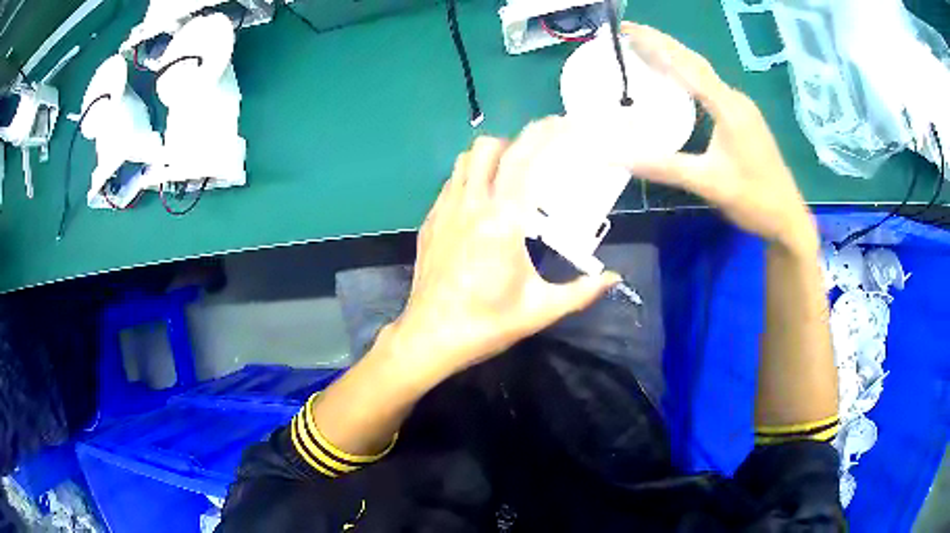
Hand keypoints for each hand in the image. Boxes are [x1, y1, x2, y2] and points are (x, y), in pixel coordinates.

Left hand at [389, 118, 619, 380]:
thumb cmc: (487, 324)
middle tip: (535, 161)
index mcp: (502, 221)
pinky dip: (469, 180)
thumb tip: (614, 279)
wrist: (430, 337)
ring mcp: (444, 211)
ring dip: (488, 158)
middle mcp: (470, 205)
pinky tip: (480, 204)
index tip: (559, 124)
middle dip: (514, 143)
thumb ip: (582, 291)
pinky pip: (451, 184)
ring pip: (464, 161)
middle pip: (487, 148)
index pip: (523, 160)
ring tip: (507, 177)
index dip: (542, 134)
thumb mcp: (541, 310)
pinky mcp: (429, 222)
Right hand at [618, 23, 817, 252]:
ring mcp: (741, 108)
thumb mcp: (708, 183)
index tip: (628, 29)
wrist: (788, 218)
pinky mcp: (743, 118)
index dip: (657, 44)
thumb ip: (664, 166)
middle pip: (695, 63)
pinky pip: (710, 88)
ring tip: (645, 50)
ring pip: (703, 74)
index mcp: (728, 107)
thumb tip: (616, 157)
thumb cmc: (754, 199)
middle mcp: (735, 99)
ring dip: (674, 59)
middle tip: (629, 33)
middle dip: (662, 44)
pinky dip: (688, 77)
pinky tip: (676, 81)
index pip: (688, 65)